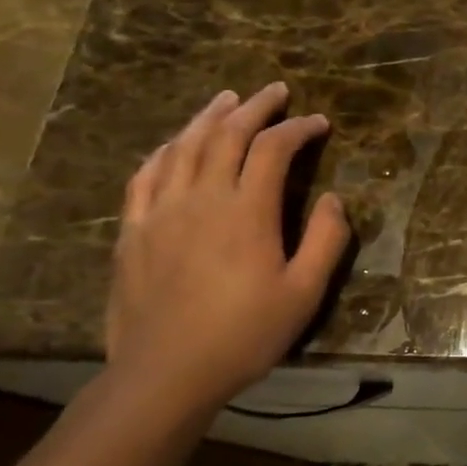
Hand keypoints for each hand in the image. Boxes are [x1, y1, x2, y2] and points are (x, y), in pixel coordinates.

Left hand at [106, 83, 350, 410]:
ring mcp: (161, 212)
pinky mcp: (133, 231)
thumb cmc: (244, 335)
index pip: (273, 149)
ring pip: (183, 146)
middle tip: (276, 91)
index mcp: (246, 212)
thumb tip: (334, 199)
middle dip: (255, 107)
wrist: (164, 374)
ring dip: (208, 117)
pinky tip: (175, 144)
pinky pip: (145, 175)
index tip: (320, 122)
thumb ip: (325, 241)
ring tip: (227, 98)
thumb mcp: (304, 294)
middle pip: (226, 135)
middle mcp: (202, 199)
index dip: (298, 129)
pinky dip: (165, 150)